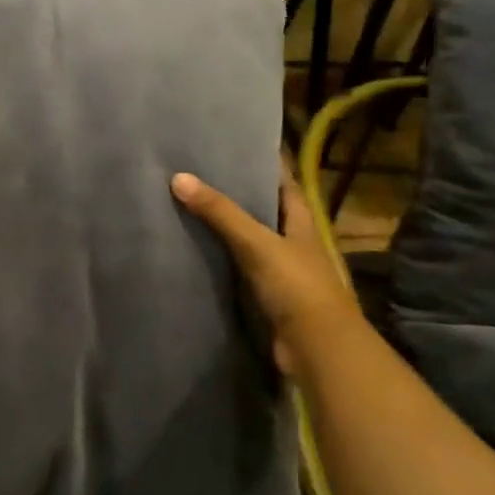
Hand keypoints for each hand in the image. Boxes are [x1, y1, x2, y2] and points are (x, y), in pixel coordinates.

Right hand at [171, 158, 359, 372]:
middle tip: (197, 173)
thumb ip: (220, 212)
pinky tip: (192, 250)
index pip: (283, 183)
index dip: (263, 164)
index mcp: (301, 222)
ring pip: (247, 241)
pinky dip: (218, 260)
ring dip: (223, 229)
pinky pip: (236, 269)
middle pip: (262, 211)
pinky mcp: (265, 296)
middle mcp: (293, 242)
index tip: (233, 146)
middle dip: (235, 195)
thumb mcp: (257, 243)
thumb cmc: (296, 286)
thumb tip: (178, 177)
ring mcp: (280, 271)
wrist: (316, 348)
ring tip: (186, 205)